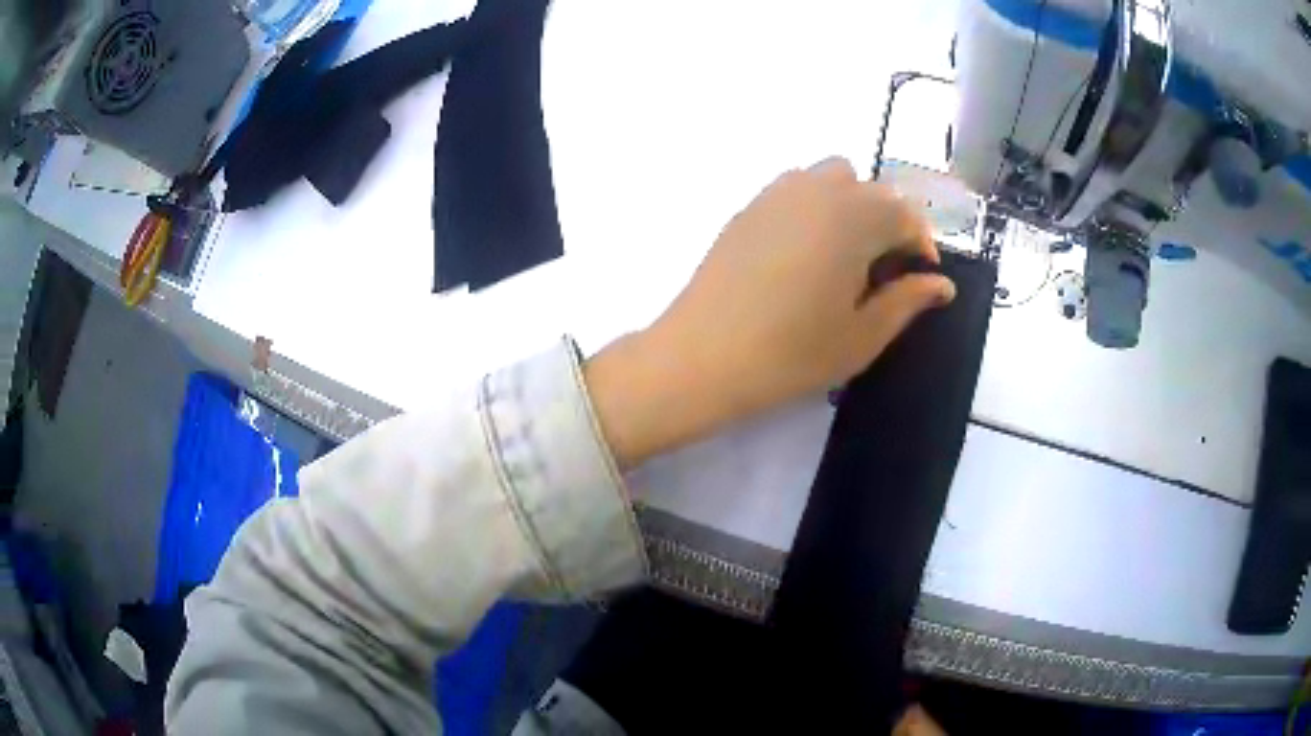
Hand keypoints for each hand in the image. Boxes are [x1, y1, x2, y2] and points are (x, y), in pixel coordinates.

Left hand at [586, 158, 955, 469]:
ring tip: (847, 259)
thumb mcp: (863, 335)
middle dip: (889, 223)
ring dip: (852, 207)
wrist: (701, 358)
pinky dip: (815, 208)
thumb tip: (942, 284)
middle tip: (885, 273)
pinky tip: (806, 255)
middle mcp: (817, 190)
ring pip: (830, 179)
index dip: (922, 246)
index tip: (923, 281)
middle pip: (870, 190)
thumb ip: (908, 301)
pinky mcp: (747, 209)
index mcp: (854, 216)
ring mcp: (776, 194)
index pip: (906, 214)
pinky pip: (795, 191)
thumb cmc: (791, 353)